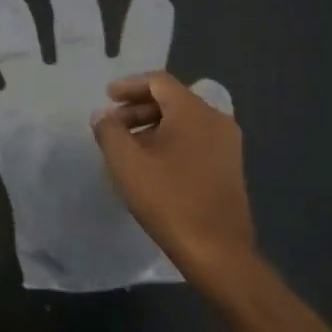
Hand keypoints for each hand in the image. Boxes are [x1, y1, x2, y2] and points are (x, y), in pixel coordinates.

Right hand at [91, 70, 255, 273]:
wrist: (218, 250)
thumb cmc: (169, 200)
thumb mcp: (127, 163)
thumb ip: (109, 132)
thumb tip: (102, 116)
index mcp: (193, 111)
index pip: (159, 81)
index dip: (129, 85)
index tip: (107, 98)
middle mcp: (216, 119)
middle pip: (172, 100)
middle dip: (138, 108)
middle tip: (112, 125)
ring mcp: (227, 144)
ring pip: (184, 121)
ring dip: (152, 126)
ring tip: (127, 146)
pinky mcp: (229, 166)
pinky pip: (195, 139)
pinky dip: (170, 141)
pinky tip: (151, 164)